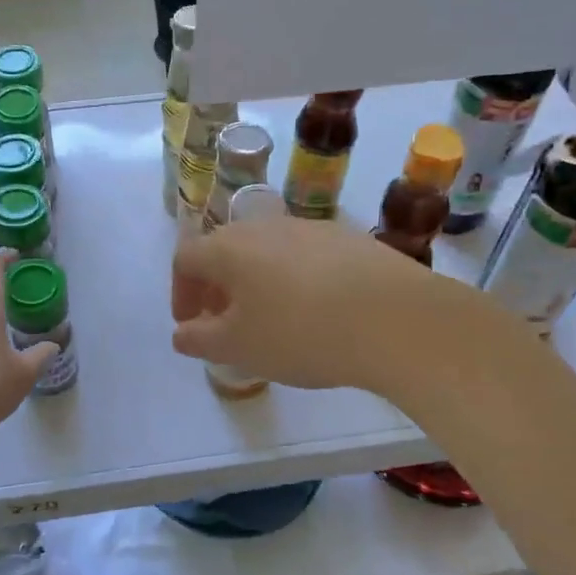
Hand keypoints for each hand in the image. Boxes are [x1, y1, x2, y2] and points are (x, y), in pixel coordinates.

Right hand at [171, 216, 429, 391]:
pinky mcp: (348, 237)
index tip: (192, 324)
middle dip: (217, 286)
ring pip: (267, 251)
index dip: (180, 292)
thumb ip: (200, 340)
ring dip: (257, 281)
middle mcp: (265, 226)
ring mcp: (310, 227)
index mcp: (229, 247)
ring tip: (273, 319)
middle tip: (226, 322)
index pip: (186, 259)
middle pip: (226, 249)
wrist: (394, 317)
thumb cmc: (300, 333)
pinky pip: (305, 255)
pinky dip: (295, 279)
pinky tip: (318, 311)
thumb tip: (182, 333)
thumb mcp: (239, 348)